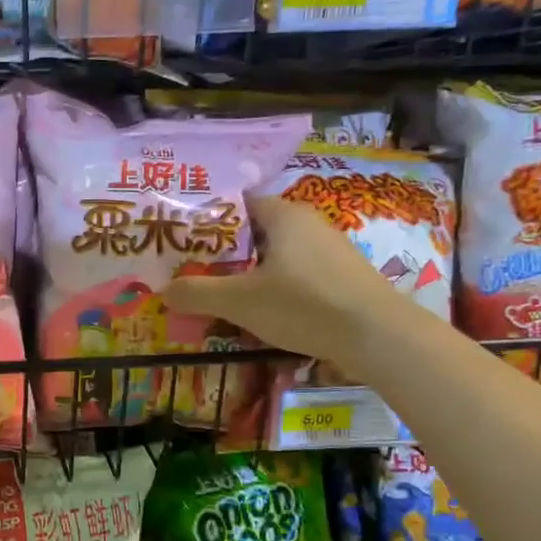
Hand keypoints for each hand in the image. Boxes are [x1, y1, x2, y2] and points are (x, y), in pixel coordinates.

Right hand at [162, 197, 407, 364]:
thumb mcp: (240, 301)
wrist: (378, 336)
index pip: (237, 205)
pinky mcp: (341, 277)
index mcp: (283, 215)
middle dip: (224, 253)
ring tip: (220, 296)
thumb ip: (198, 293)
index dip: (207, 221)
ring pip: (275, 256)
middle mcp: (308, 223)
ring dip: (248, 274)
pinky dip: (273, 288)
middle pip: (254, 232)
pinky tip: (261, 313)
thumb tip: (162, 291)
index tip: (182, 241)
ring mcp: (329, 250)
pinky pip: (295, 275)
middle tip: (193, 272)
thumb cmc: (303, 305)